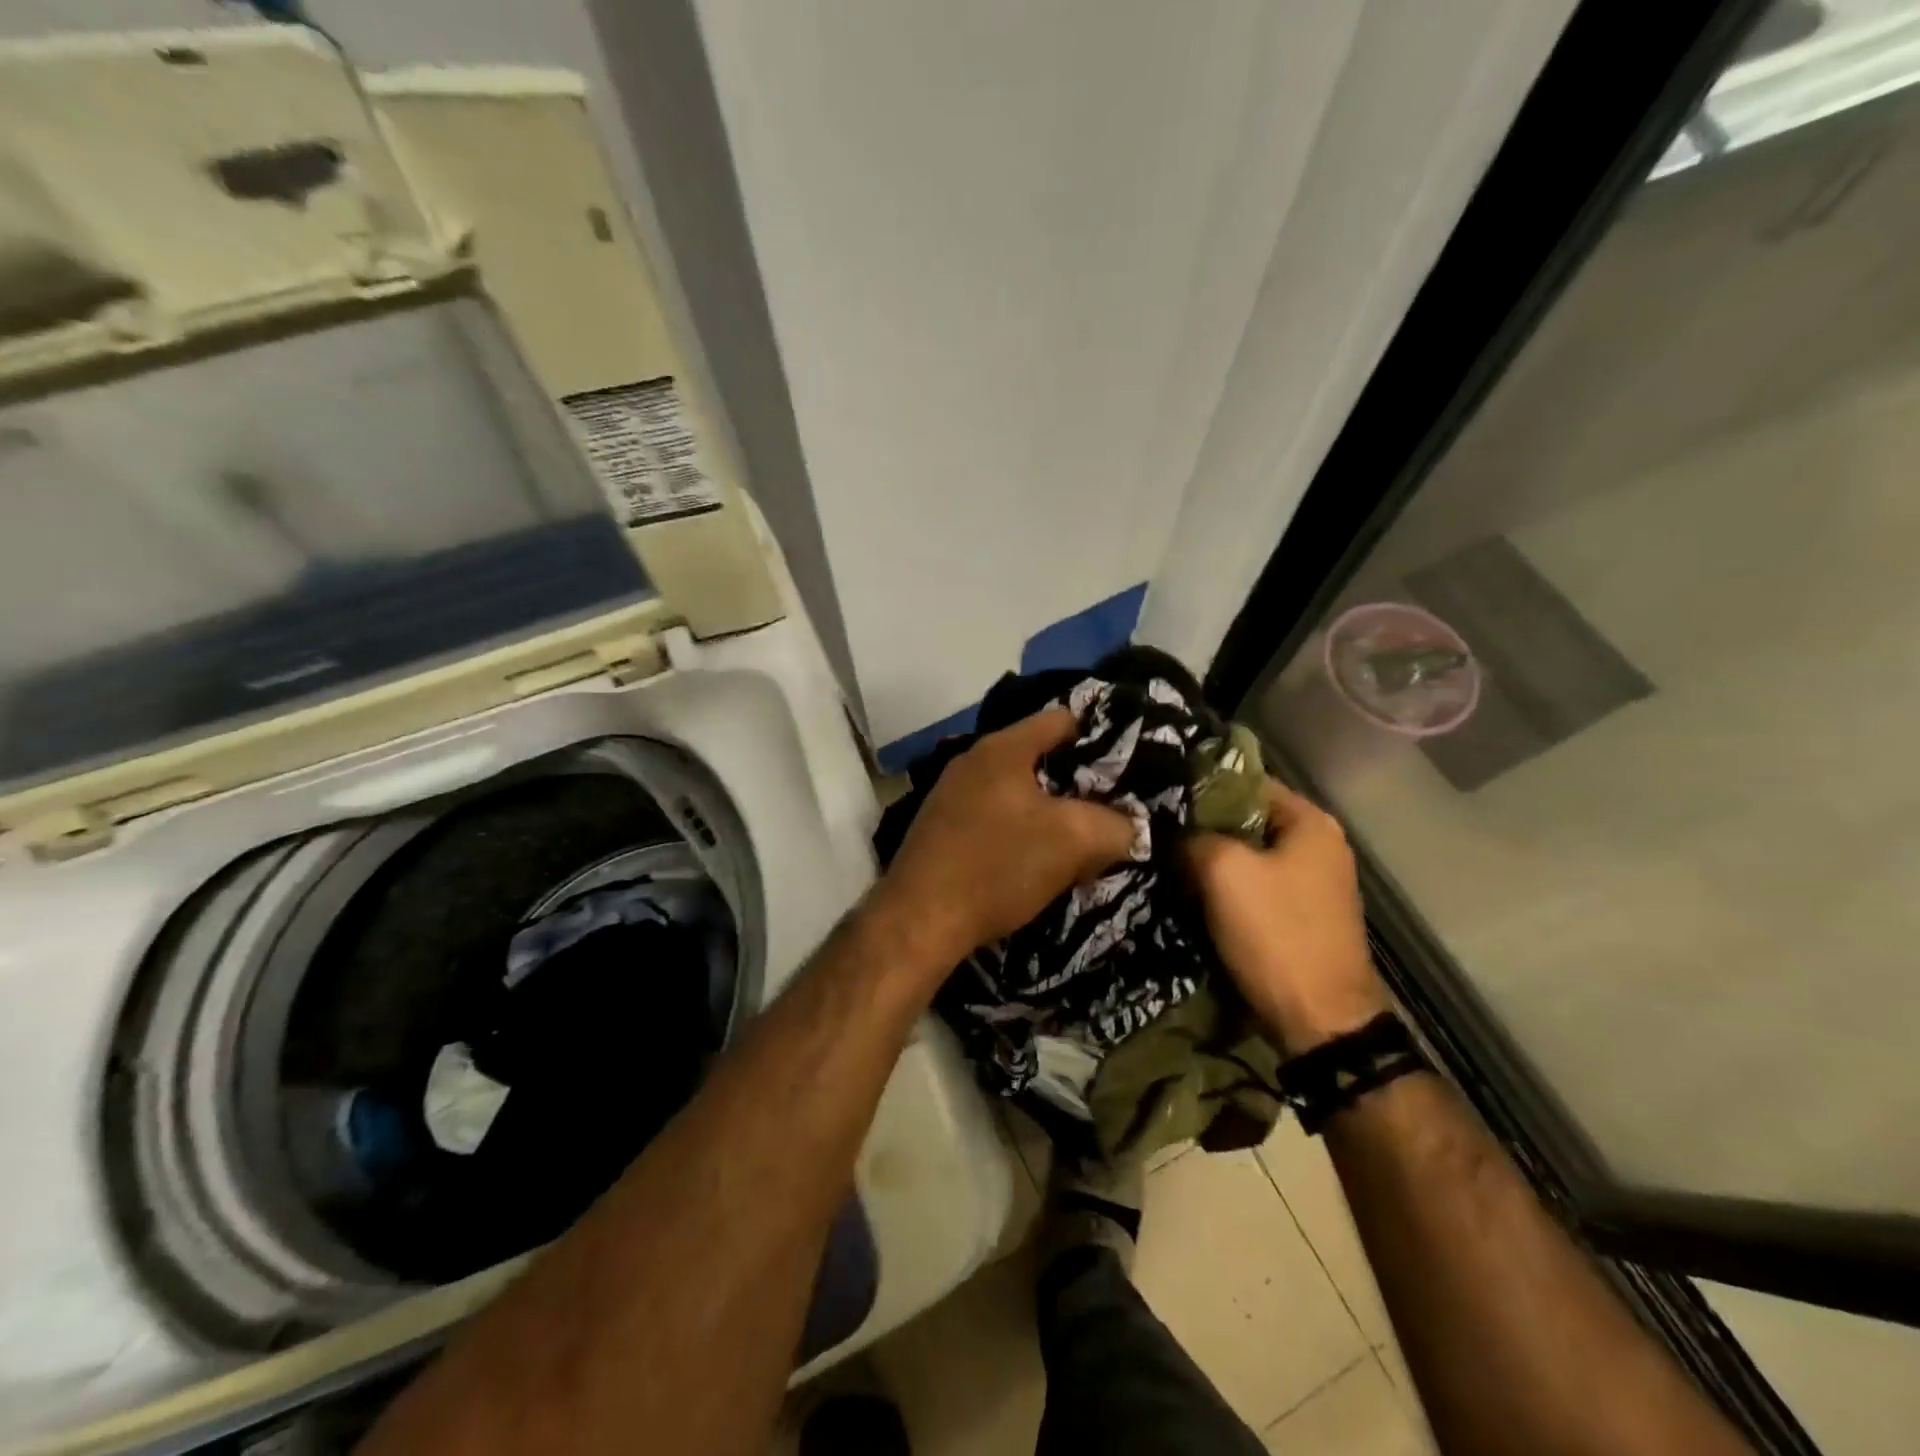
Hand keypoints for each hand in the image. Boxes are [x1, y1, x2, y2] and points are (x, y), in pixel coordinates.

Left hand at [875, 708, 1134, 969]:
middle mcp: (973, 760)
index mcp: (1003, 748)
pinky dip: (1020, 830)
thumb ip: (1115, 825)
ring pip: (1018, 790)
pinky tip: (1035, 860)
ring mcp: (951, 793)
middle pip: (1040, 756)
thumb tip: (1130, 826)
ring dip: (1049, 811)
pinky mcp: (941, 827)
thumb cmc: (997, 866)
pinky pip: (994, 815)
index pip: (1063, 719)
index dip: (1102, 737)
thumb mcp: (1073, 842)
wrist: (919, 920)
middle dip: (1078, 781)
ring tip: (1079, 838)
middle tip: (1111, 808)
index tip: (1129, 766)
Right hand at [1184, 777, 1388, 1053]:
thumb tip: (1172, 831)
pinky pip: (1255, 886)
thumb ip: (1193, 836)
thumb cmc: (1276, 933)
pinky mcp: (1300, 915)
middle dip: (1203, 827)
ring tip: (1167, 862)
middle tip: (1158, 832)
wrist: (1320, 1021)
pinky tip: (1193, 895)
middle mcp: (1319, 845)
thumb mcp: (1223, 871)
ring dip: (1210, 860)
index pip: (1245, 782)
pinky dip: (1226, 888)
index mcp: (1311, 822)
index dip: (1201, 788)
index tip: (1161, 799)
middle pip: (1246, 820)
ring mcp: (1313, 883)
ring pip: (1247, 856)